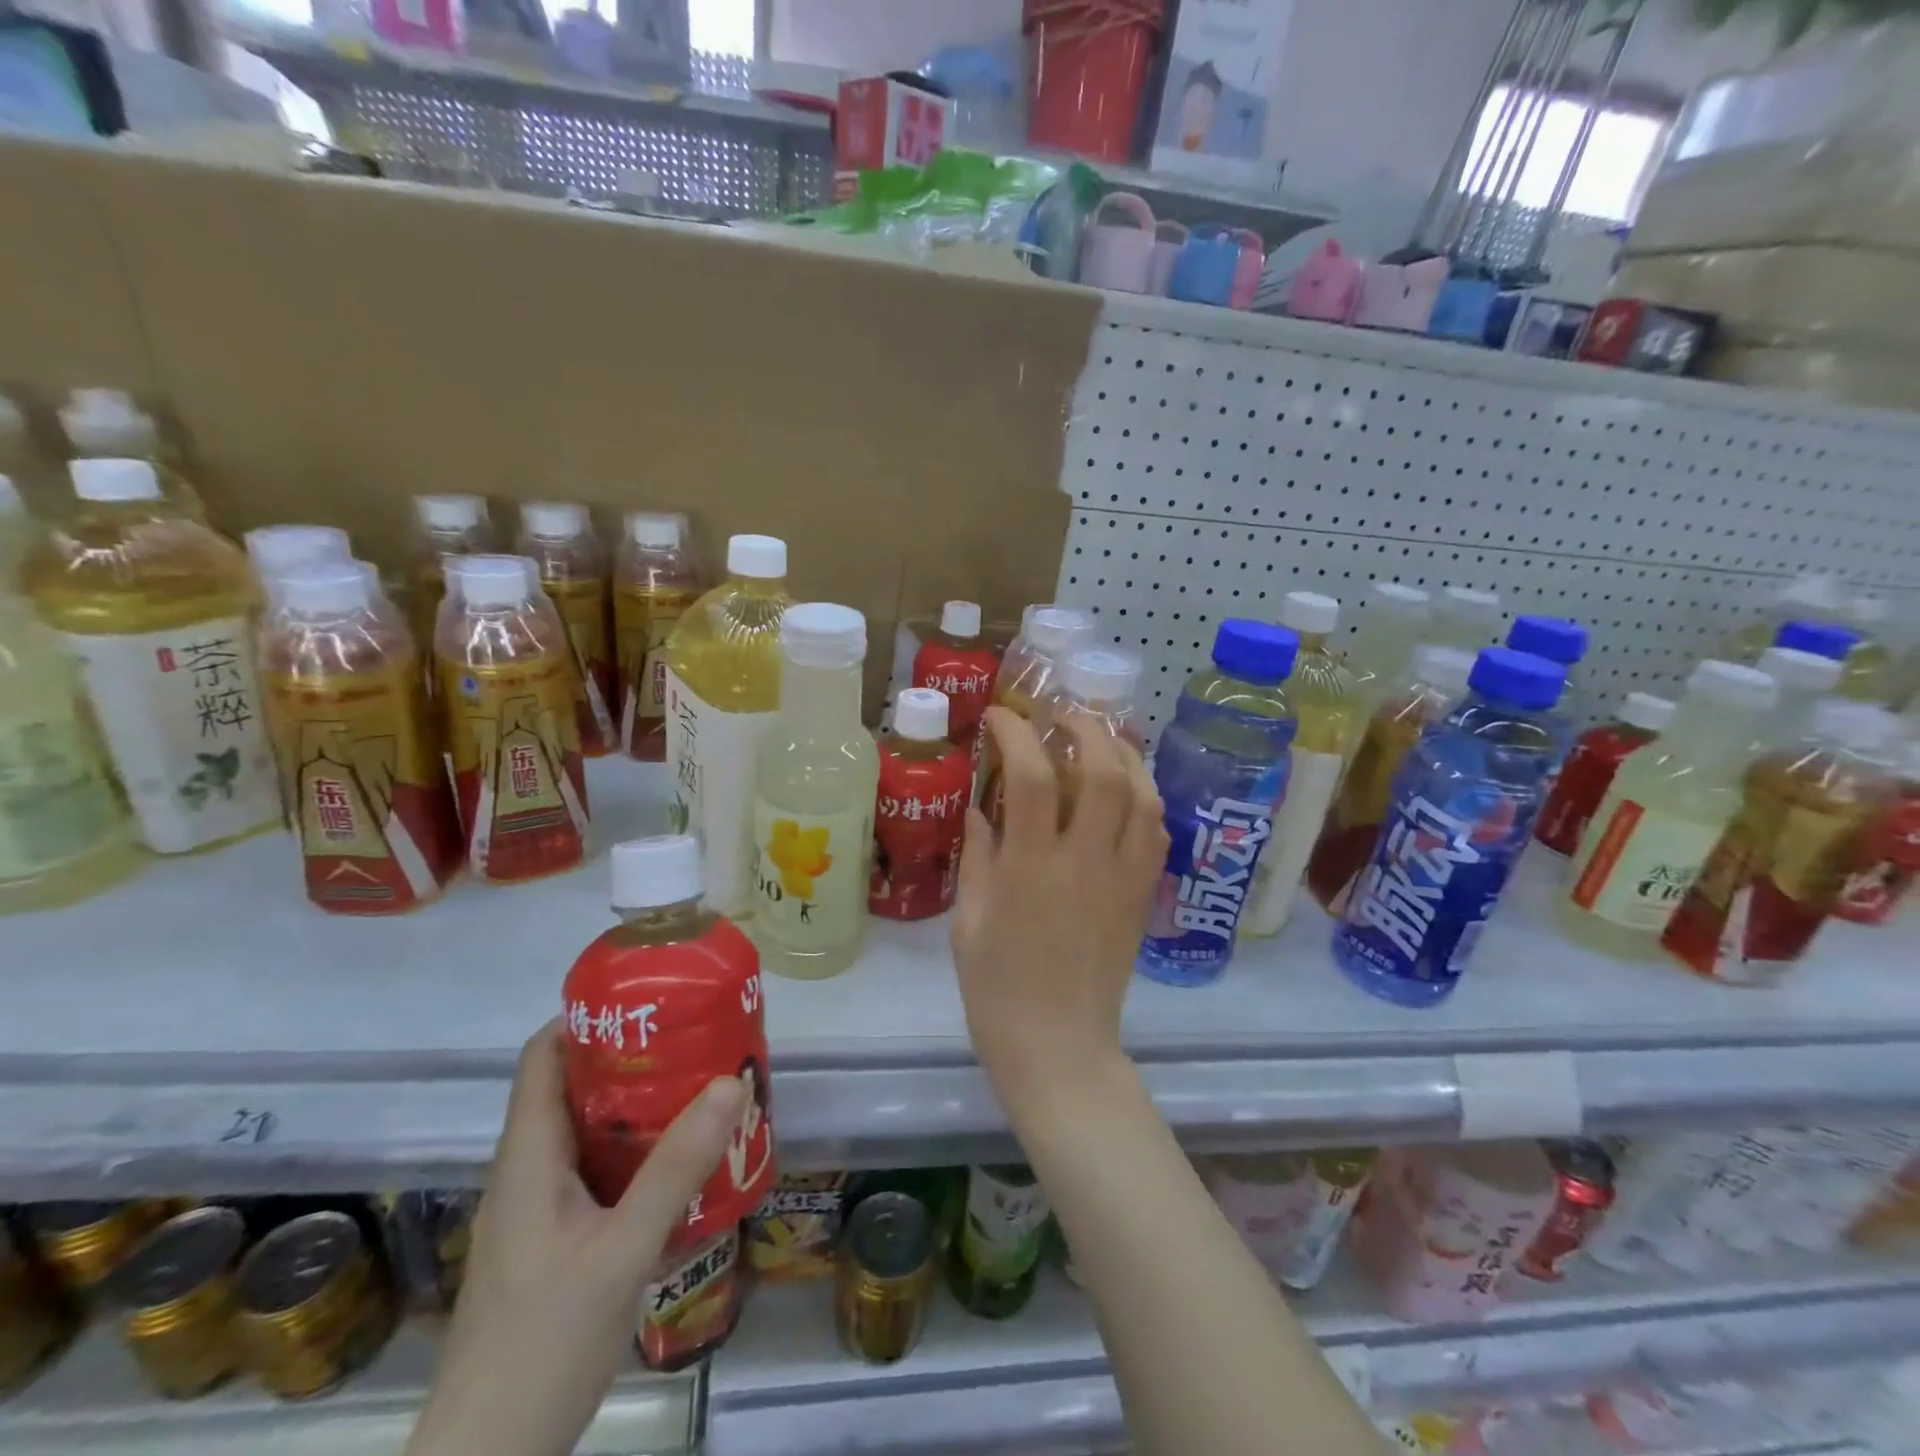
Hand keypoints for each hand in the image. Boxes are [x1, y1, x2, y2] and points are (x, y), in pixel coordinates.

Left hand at [406, 1022, 745, 1455]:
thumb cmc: (542, 1345)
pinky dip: (641, 1152)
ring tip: (703, 1087)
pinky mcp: (558, 1242)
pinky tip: (686, 1162)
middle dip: (634, 1055)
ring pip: (591, 1131)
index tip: (648, 997)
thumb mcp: (621, 1251)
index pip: (543, 1056)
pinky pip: (601, 1172)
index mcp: (528, 1156)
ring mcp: (542, 1210)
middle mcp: (530, 1171)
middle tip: (696, 1038)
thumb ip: (676, 1168)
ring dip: (642, 1105)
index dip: (587, 1015)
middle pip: (574, 1086)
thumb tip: (730, 1082)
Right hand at [951, 707, 1167, 1109]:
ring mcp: (1124, 877)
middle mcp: (1085, 861)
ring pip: (1143, 795)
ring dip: (1124, 754)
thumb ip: (979, 857)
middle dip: (1085, 727)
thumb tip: (981, 808)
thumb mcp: (969, 922)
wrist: (1061, 1048)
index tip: (1000, 716)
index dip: (1016, 733)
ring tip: (1101, 739)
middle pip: (1104, 771)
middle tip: (1061, 715)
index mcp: (1031, 868)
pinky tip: (1126, 791)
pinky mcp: (1144, 895)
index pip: (1031, 777)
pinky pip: (1157, 831)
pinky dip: (1144, 797)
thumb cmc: (998, 990)